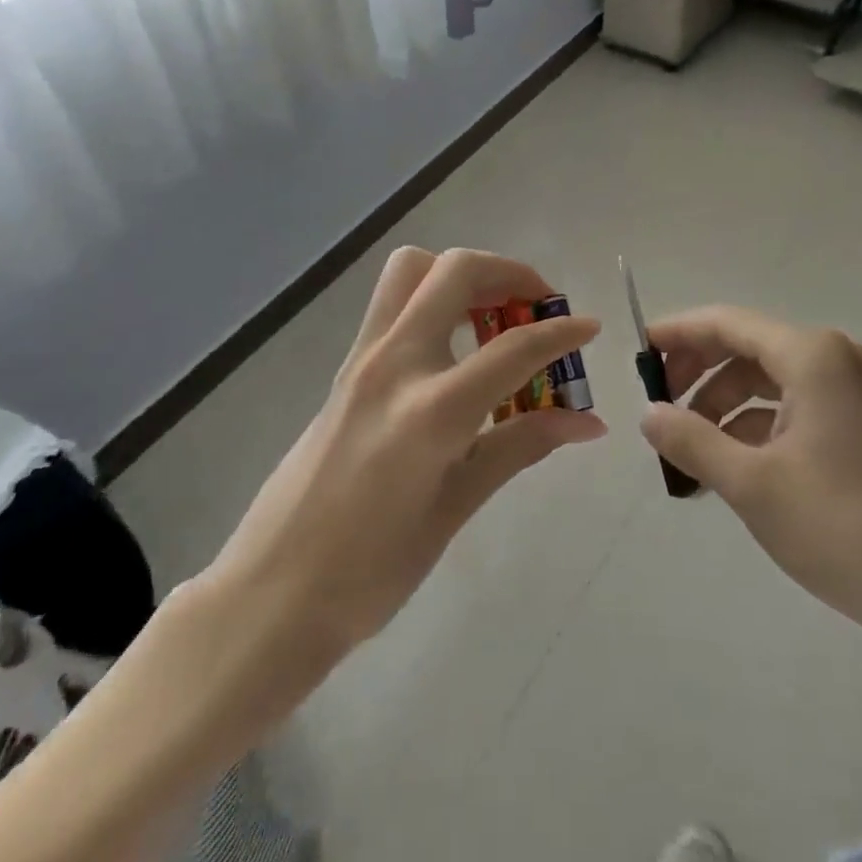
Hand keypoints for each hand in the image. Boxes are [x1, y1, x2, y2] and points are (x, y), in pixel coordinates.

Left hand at [200, 247, 604, 656]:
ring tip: (493, 318)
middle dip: (509, 273)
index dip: (561, 333)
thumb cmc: (371, 570)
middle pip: (455, 272)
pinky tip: (453, 350)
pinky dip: (433, 299)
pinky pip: (392, 302)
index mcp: (431, 410)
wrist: (272, 591)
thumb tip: (587, 422)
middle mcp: (395, 363)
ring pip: (412, 270)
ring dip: (462, 275)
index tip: (590, 327)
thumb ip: (520, 446)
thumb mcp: (456, 508)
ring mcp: (363, 358)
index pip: (513, 348)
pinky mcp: (345, 366)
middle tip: (538, 306)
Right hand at [638, 306, 861, 662]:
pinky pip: (795, 406)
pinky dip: (757, 426)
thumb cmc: (843, 528)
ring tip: (689, 449)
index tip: (638, 355)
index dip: (678, 334)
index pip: (727, 323)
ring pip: (769, 380)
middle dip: (699, 373)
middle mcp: (834, 359)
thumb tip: (647, 413)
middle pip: (747, 347)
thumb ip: (691, 440)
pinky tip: (732, 464)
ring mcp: (854, 392)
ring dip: (724, 406)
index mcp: (810, 356)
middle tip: (659, 407)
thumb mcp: (752, 485)